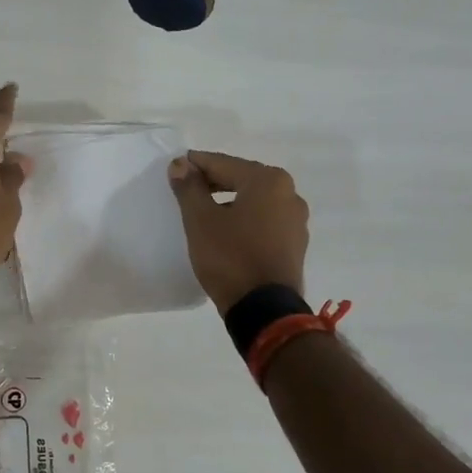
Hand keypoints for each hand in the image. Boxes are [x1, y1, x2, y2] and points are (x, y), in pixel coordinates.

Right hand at [167, 151, 309, 313]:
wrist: (264, 308)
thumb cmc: (230, 257)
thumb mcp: (200, 220)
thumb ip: (189, 188)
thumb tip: (181, 164)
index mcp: (268, 181)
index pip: (223, 164)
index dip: (196, 165)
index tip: (175, 167)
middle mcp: (289, 194)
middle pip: (242, 179)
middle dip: (213, 182)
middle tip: (187, 189)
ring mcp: (296, 221)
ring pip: (255, 201)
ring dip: (230, 201)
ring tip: (204, 213)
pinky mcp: (294, 244)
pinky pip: (264, 221)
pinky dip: (244, 220)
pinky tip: (227, 232)